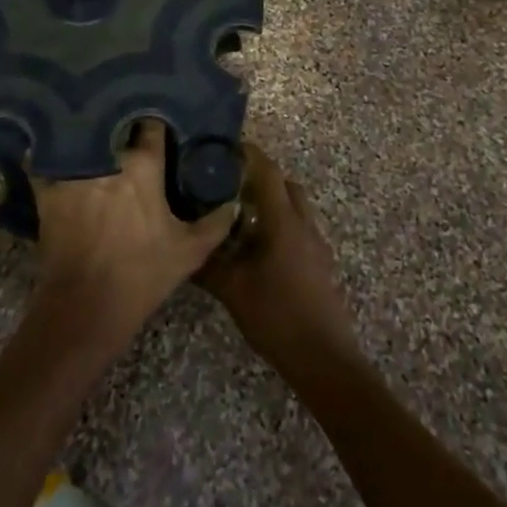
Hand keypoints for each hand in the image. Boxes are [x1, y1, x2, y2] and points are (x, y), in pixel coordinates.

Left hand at [32, 123, 235, 350]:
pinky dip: (48, 153)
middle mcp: (108, 157)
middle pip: (115, 124)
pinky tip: (52, 148)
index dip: (156, 122)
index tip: (160, 125)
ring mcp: (74, 170)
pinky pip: (45, 159)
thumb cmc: (141, 276)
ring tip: (93, 129)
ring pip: (81, 136)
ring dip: (87, 132)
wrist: (85, 309)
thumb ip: (216, 223)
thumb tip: (234, 201)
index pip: (152, 125)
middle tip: (128, 124)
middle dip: (122, 121)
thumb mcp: (189, 253)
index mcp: (143, 165)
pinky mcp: (48, 188)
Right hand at [200, 144, 356, 371]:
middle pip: (284, 183)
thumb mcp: (233, 290)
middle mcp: (303, 223)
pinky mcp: (321, 261)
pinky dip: (280, 223)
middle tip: (229, 183)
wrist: (324, 358)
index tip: (226, 148)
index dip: (248, 154)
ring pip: (294, 206)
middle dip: (259, 177)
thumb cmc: (277, 317)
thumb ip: (207, 264)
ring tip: (240, 215)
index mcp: (283, 220)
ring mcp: (316, 243)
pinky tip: (259, 248)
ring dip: (271, 201)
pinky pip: (299, 227)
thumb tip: (181, 246)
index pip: (267, 170)